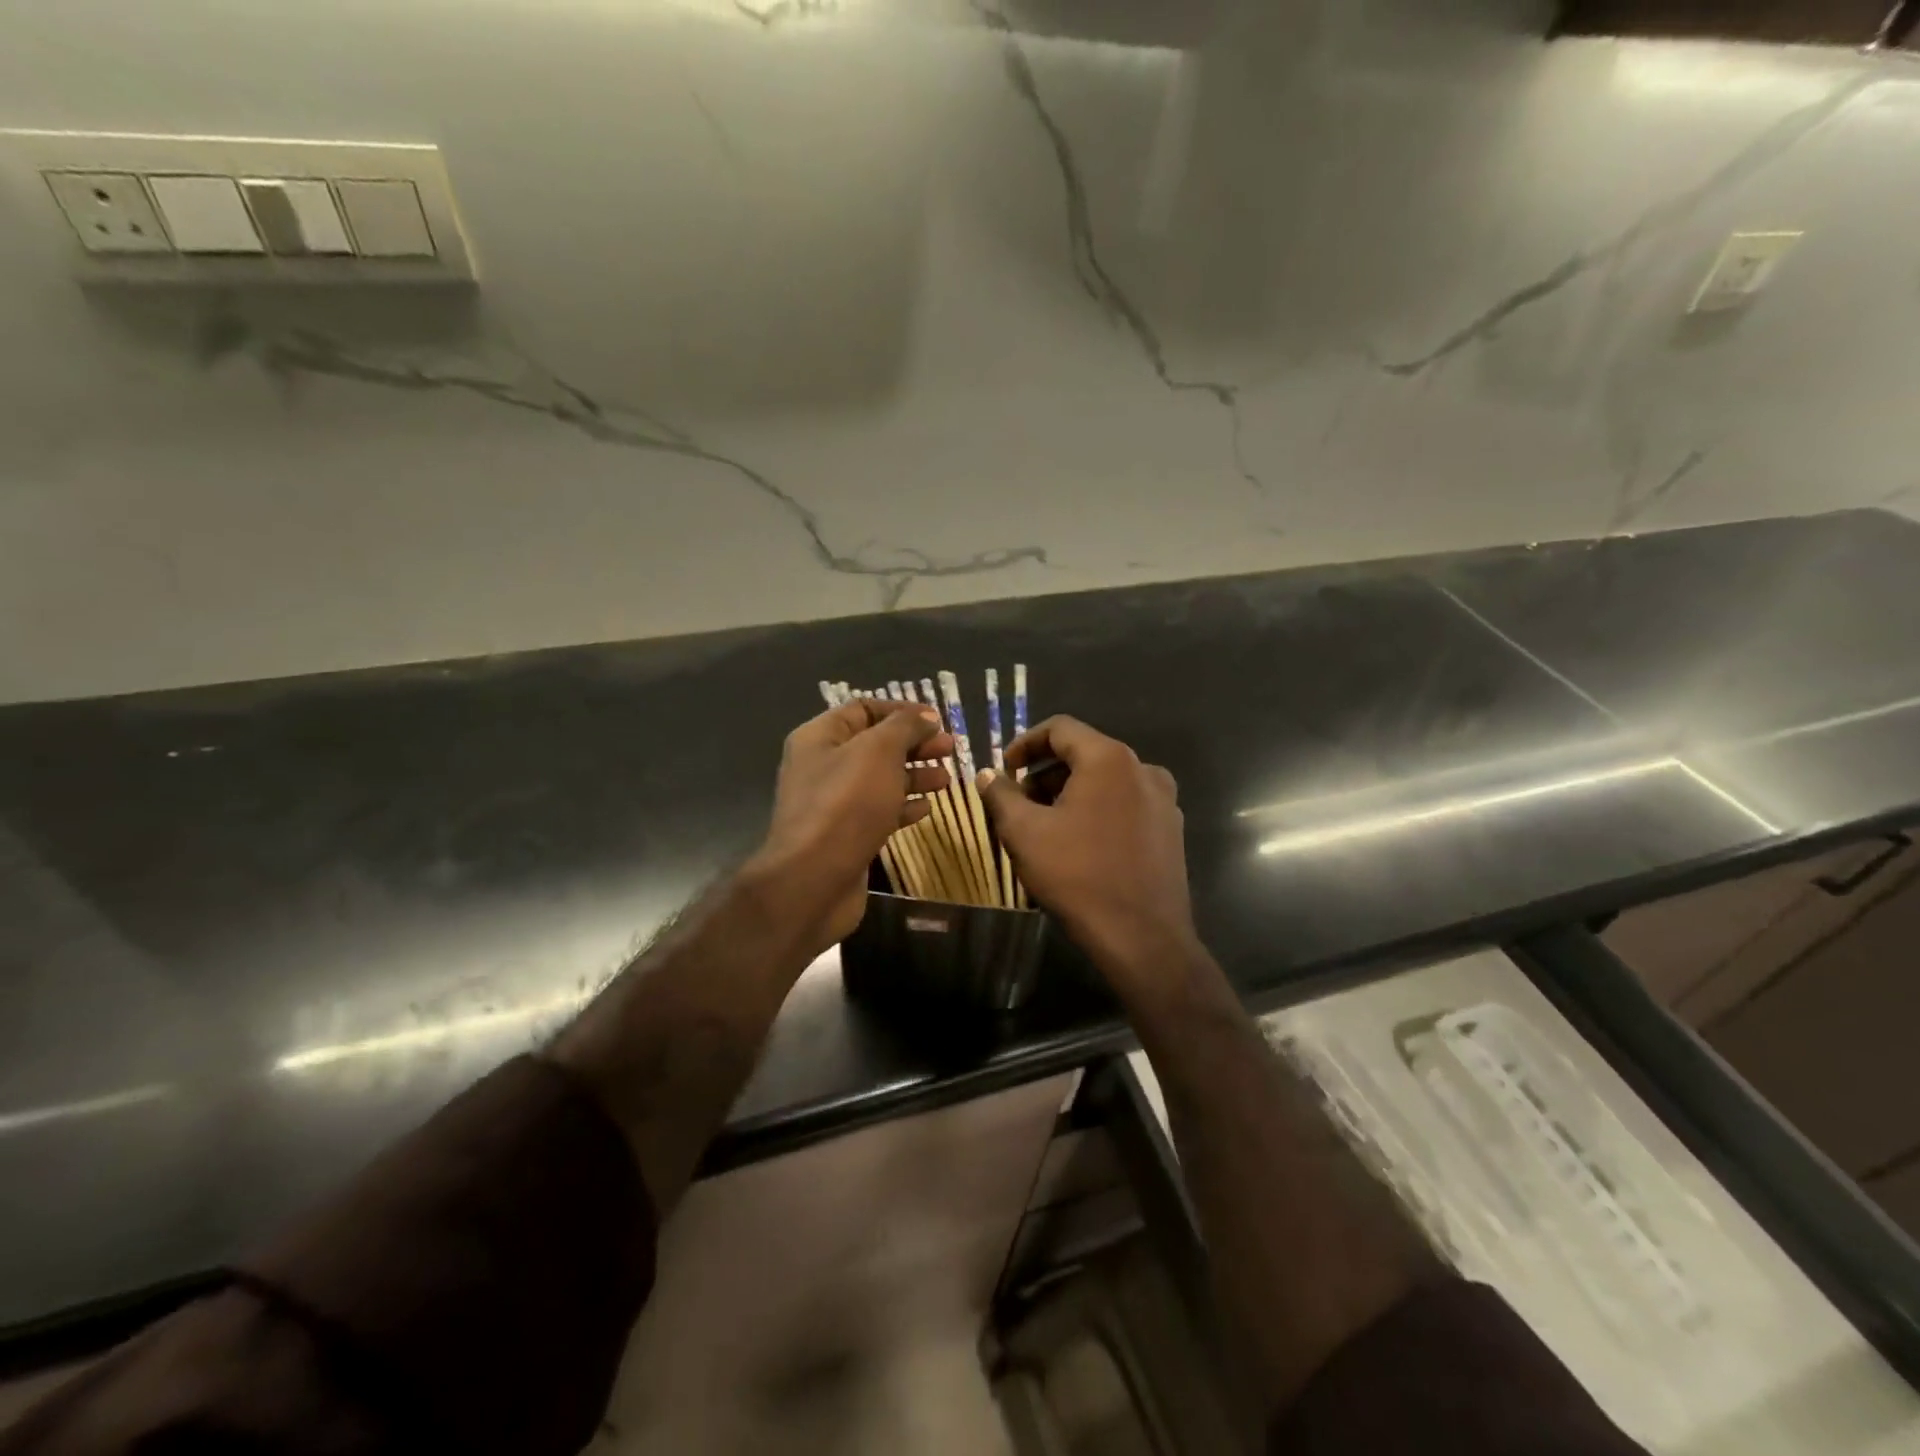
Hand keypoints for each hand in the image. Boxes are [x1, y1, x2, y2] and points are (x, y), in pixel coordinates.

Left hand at [752, 699, 952, 950]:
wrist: (814, 879)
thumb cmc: (846, 804)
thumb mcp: (878, 751)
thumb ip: (905, 727)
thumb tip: (927, 717)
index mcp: (820, 737)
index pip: (863, 709)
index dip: (902, 711)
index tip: (938, 720)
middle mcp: (822, 766)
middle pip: (875, 745)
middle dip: (914, 744)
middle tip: (950, 749)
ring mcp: (833, 803)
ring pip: (880, 779)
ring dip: (914, 775)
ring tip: (946, 780)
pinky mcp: (846, 835)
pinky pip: (878, 812)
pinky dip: (903, 807)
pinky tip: (926, 809)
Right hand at [976, 717, 1199, 1002]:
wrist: (1142, 937)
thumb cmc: (1077, 875)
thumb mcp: (1024, 833)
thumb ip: (1001, 795)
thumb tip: (988, 775)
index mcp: (1109, 759)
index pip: (1060, 728)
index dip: (1025, 743)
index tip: (1004, 769)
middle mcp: (1143, 769)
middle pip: (1085, 754)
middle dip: (1045, 773)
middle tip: (1018, 802)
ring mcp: (1163, 800)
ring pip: (1106, 781)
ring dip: (1070, 793)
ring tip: (1044, 825)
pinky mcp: (1171, 830)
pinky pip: (1125, 804)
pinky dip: (1097, 810)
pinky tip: (1079, 843)